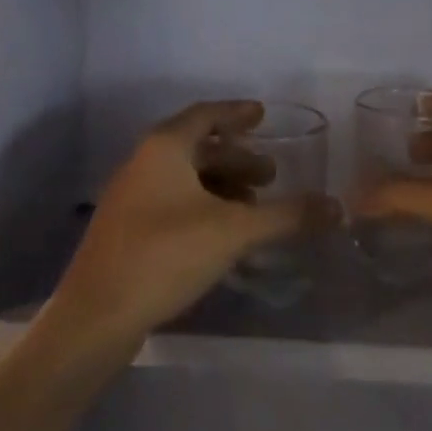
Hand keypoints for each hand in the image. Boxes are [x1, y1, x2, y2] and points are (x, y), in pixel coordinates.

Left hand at [50, 101, 331, 347]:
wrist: (95, 318)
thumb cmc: (164, 255)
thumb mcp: (233, 231)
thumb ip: (285, 216)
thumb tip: (336, 207)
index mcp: (164, 146)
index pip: (206, 114)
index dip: (236, 113)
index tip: (262, 114)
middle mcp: (144, 161)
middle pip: (197, 146)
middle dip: (237, 158)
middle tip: (271, 175)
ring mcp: (131, 196)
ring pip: (185, 176)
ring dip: (221, 185)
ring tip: (253, 207)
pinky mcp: (126, 229)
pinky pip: (173, 200)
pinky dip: (203, 205)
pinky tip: (222, 234)